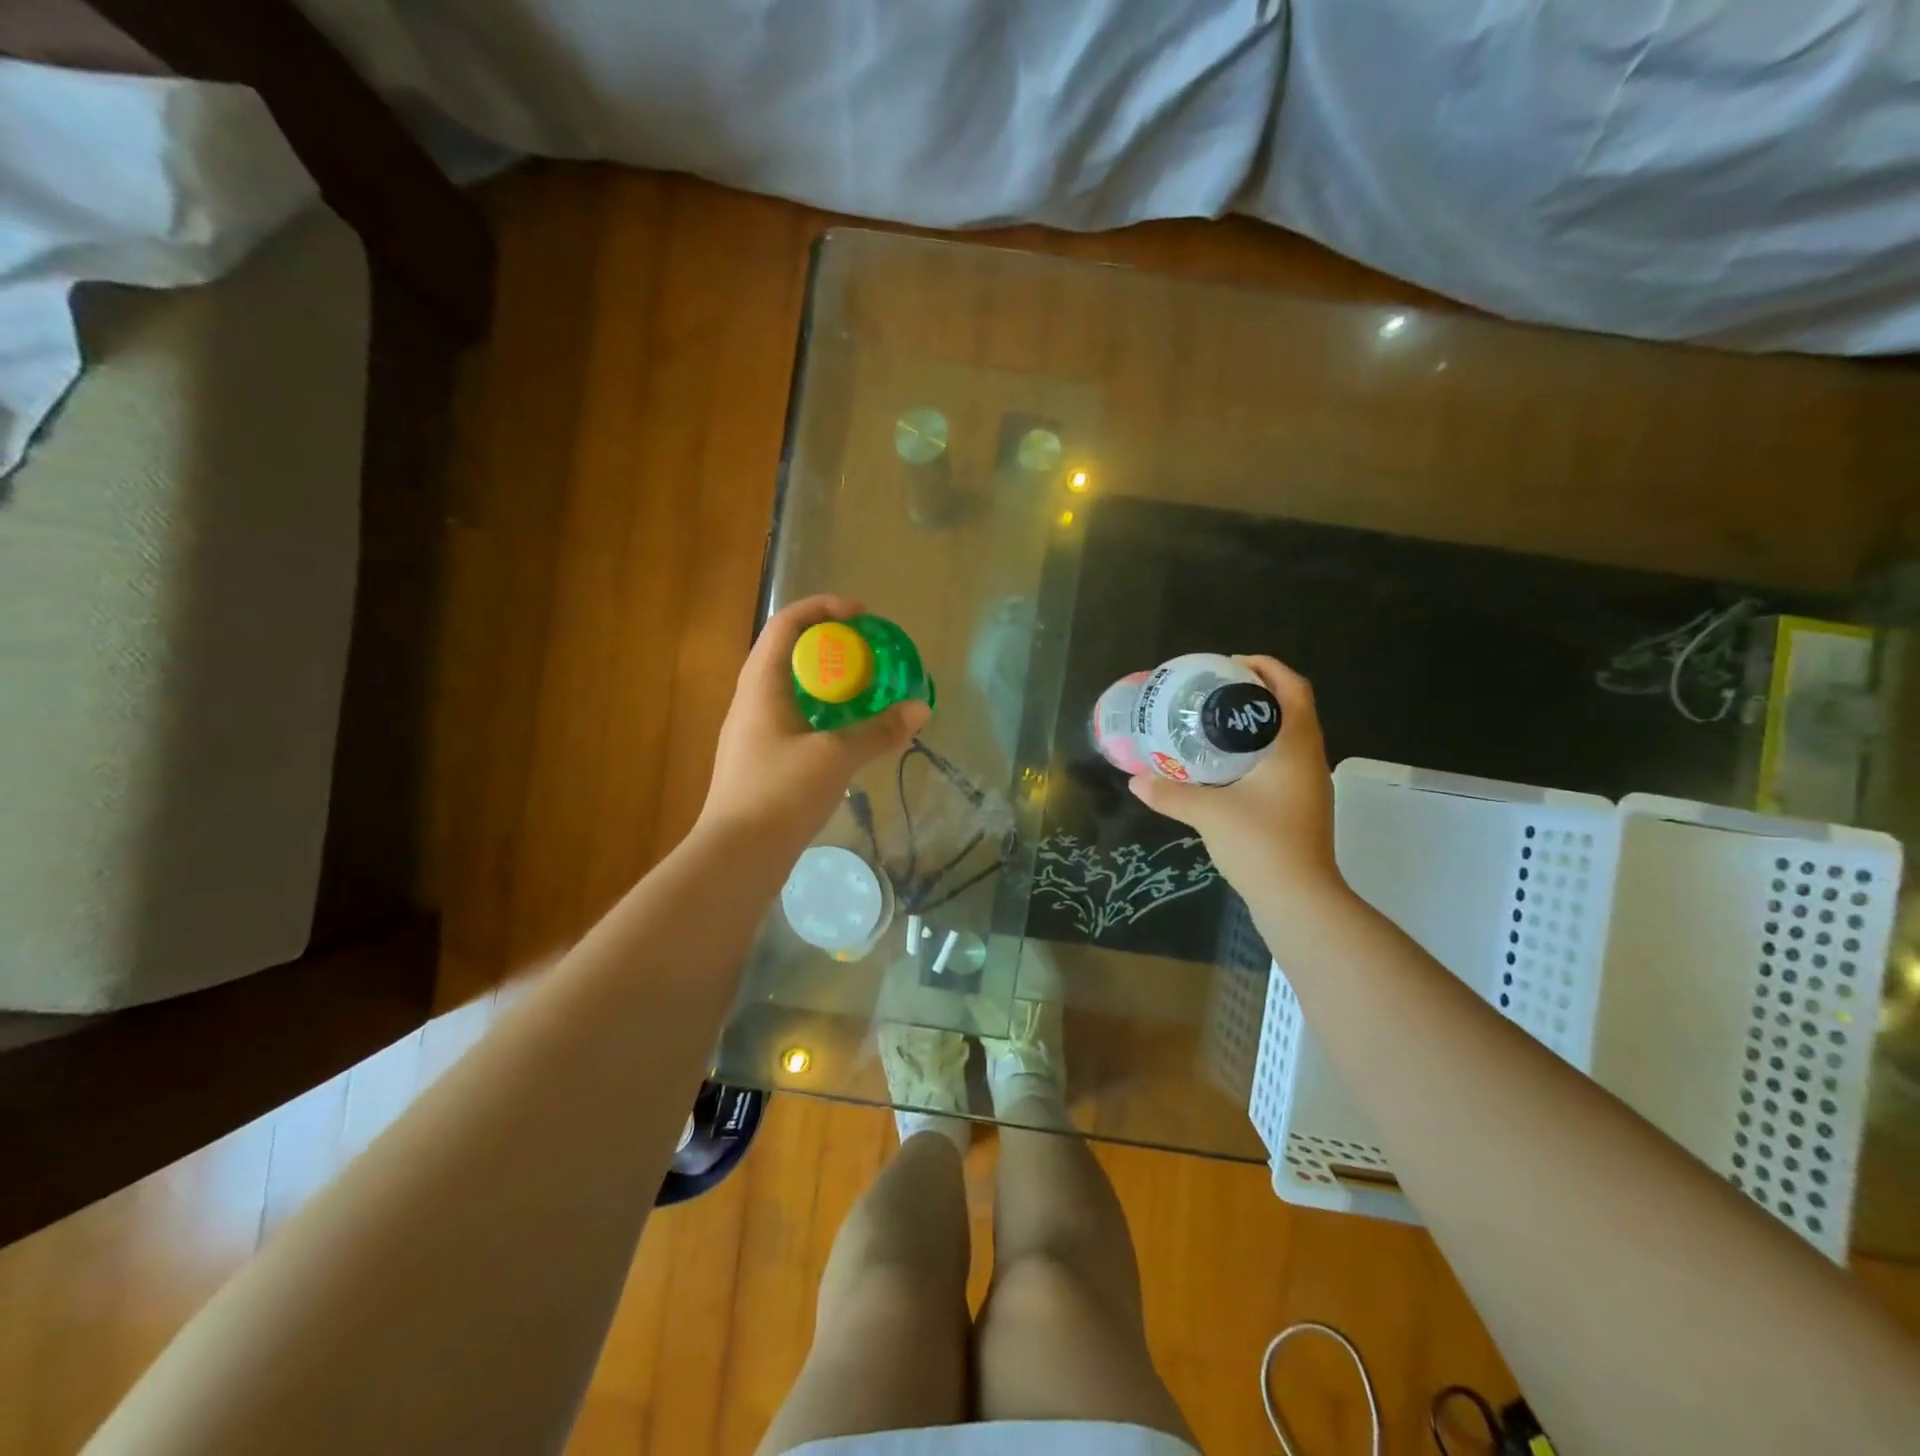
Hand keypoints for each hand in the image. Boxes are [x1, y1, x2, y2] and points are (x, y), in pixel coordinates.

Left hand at [699, 595, 929, 855]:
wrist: (737, 857)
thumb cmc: (779, 795)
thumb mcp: (835, 758)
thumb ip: (878, 732)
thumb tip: (920, 709)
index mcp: (760, 686)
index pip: (786, 625)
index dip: (822, 608)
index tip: (861, 615)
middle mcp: (751, 701)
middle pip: (789, 653)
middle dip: (830, 645)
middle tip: (869, 653)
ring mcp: (754, 732)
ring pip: (793, 689)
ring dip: (828, 682)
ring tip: (866, 690)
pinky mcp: (762, 760)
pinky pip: (795, 719)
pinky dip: (824, 713)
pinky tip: (849, 733)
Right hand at [1128, 656, 1346, 904]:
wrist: (1300, 900)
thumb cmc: (1261, 844)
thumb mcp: (1208, 813)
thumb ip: (1170, 793)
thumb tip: (1135, 780)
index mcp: (1296, 746)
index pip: (1293, 688)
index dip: (1267, 667)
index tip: (1230, 664)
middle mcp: (1309, 758)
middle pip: (1291, 708)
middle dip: (1255, 693)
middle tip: (1213, 692)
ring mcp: (1309, 784)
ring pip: (1287, 737)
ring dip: (1257, 723)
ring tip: (1213, 724)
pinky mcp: (1301, 806)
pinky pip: (1281, 761)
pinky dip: (1257, 751)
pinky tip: (1225, 766)